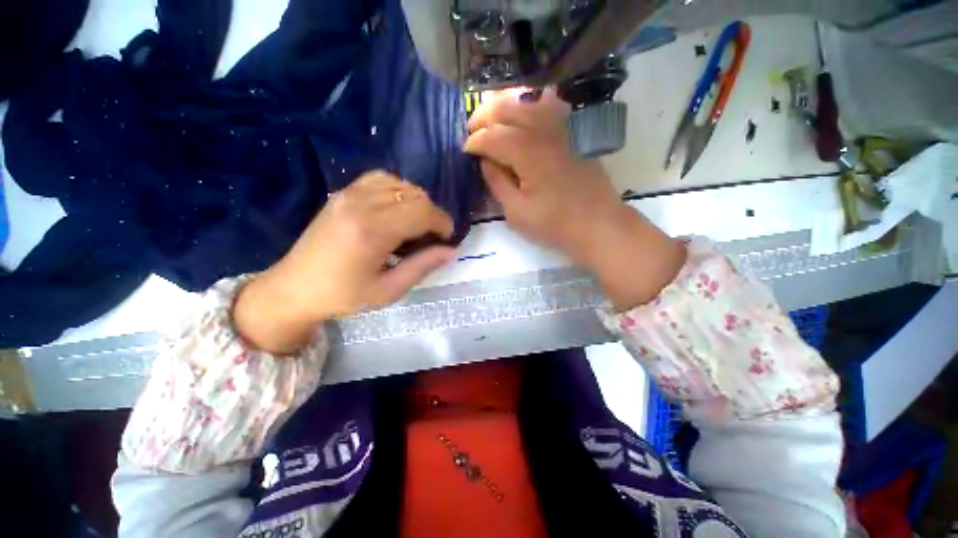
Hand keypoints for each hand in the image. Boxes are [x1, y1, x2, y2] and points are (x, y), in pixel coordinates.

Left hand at [234, 171, 455, 352]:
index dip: (443, 222)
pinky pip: (380, 179)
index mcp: (372, 231)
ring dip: (417, 202)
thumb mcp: (389, 290)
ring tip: (416, 224)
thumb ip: (422, 266)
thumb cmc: (343, 296)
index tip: (447, 238)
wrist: (294, 288)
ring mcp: (349, 194)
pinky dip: (398, 190)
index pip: (423, 212)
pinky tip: (397, 209)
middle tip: (433, 237)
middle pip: (415, 195)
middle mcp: (361, 204)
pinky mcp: (342, 193)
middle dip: (433, 214)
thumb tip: (451, 250)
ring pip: (401, 183)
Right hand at [465, 89, 685, 310]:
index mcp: (527, 152)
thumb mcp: (516, 212)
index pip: (492, 136)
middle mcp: (543, 130)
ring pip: (526, 101)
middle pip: (506, 108)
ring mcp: (562, 126)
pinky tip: (522, 110)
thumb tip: (485, 161)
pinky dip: (530, 103)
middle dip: (482, 117)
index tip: (464, 151)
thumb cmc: (554, 224)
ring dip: (503, 106)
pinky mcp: (573, 130)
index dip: (474, 142)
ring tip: (489, 118)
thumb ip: (497, 183)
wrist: (597, 223)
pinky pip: (549, 104)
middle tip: (471, 131)